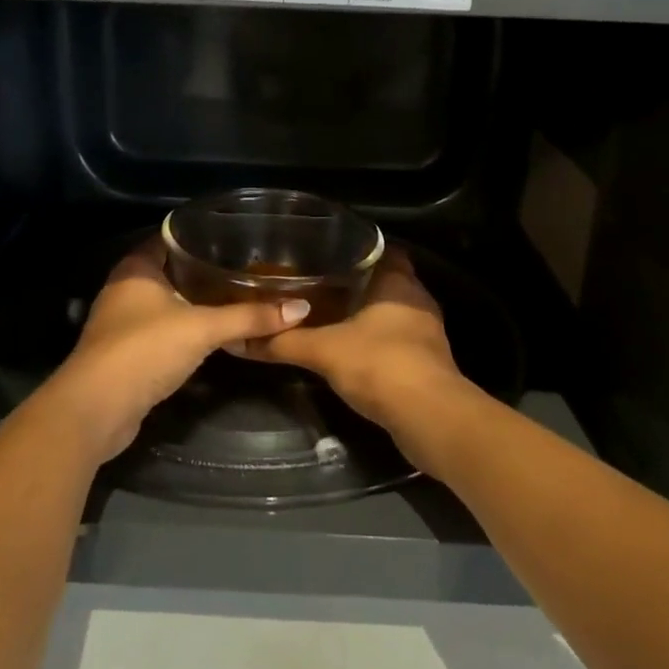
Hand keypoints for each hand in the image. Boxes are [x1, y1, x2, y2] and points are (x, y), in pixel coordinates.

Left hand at [38, 241, 310, 463]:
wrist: (97, 410)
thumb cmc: (145, 350)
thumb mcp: (202, 329)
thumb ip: (249, 317)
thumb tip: (301, 308)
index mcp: (136, 268)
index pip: (170, 237)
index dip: (199, 234)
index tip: (235, 236)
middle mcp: (124, 289)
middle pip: (169, 270)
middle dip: (202, 270)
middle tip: (244, 267)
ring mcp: (122, 322)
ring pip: (165, 302)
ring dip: (194, 302)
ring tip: (236, 295)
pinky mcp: (126, 353)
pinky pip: (162, 330)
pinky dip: (184, 329)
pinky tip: (211, 332)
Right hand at [240, 249, 467, 452]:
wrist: (428, 417)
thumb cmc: (379, 364)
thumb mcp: (323, 350)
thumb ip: (284, 342)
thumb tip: (239, 339)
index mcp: (399, 282)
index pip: (382, 250)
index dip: (357, 250)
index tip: (327, 254)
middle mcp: (418, 300)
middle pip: (386, 282)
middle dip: (357, 284)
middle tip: (320, 285)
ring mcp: (427, 332)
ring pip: (392, 313)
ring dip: (367, 315)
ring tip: (330, 316)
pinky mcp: (429, 362)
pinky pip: (398, 340)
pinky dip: (377, 342)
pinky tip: (351, 351)